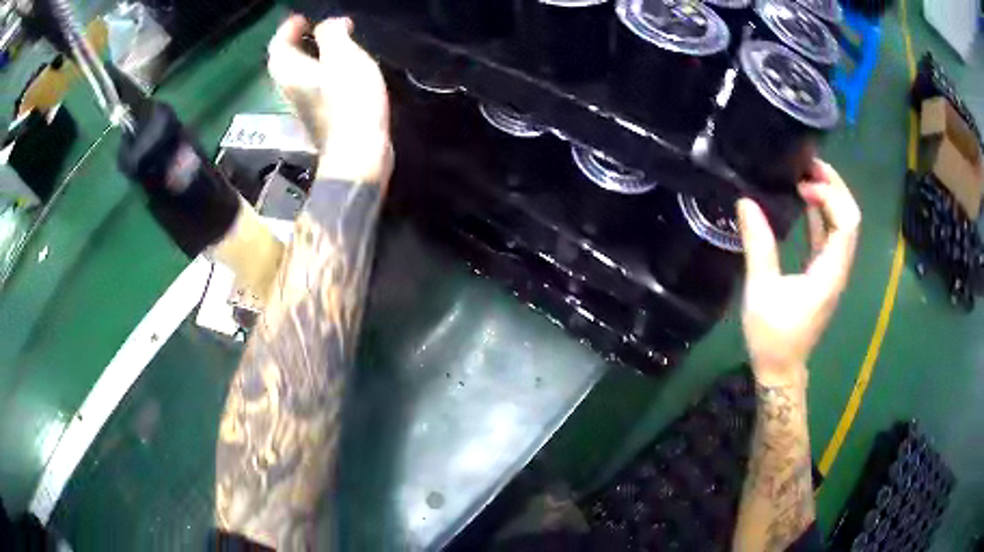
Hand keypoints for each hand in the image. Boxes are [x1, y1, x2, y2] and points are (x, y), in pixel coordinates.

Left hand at [268, 15, 391, 183]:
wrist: (358, 151)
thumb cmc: (349, 100)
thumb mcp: (343, 56)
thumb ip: (332, 34)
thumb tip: (328, 25)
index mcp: (290, 71)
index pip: (278, 45)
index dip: (288, 28)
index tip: (303, 17)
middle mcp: (291, 88)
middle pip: (285, 61)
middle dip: (297, 41)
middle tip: (316, 28)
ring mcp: (304, 105)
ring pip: (299, 73)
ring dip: (310, 56)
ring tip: (332, 44)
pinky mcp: (320, 116)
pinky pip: (314, 85)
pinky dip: (322, 71)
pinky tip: (341, 69)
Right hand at [737, 160, 860, 386]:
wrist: (781, 369)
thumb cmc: (773, 336)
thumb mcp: (761, 291)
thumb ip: (758, 245)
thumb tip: (746, 202)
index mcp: (829, 273)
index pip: (846, 224)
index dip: (829, 196)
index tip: (801, 185)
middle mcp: (838, 268)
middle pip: (851, 218)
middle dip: (834, 187)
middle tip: (808, 163)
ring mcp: (833, 270)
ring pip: (843, 224)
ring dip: (829, 196)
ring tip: (806, 173)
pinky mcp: (824, 273)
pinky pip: (830, 235)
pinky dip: (821, 213)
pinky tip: (804, 200)